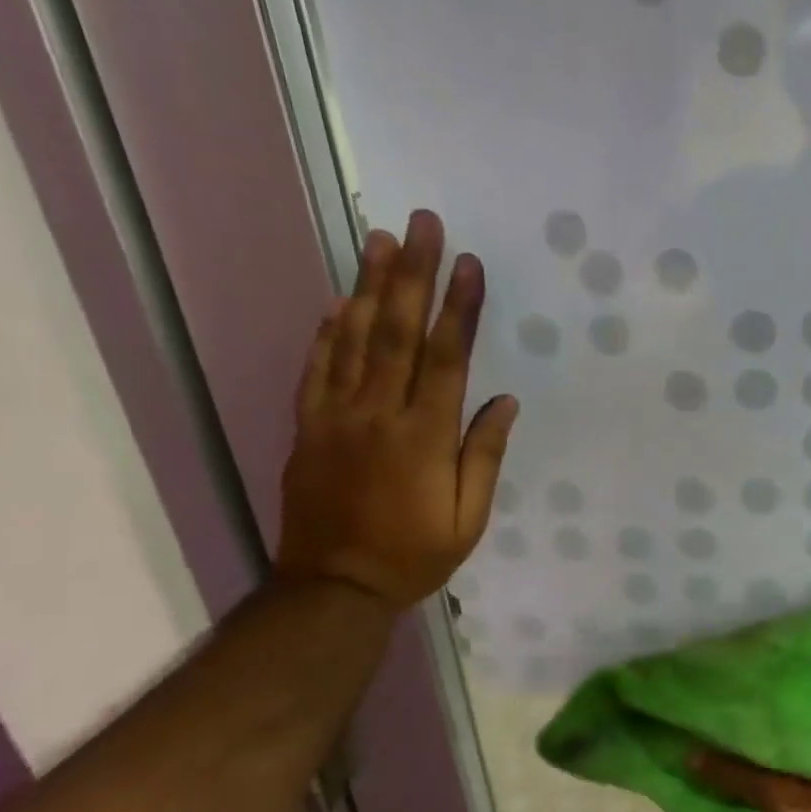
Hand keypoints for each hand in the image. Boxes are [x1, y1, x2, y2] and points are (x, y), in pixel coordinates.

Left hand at [276, 210, 517, 610]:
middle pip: (396, 332)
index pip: (445, 358)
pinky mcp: (306, 427)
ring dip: (367, 286)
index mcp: (424, 437)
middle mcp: (378, 414)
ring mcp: (335, 417)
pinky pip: (315, 369)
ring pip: (352, 339)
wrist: (334, 588)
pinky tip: (336, 301)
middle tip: (420, 223)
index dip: (458, 308)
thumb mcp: (468, 519)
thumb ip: (484, 456)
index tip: (467, 262)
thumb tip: (504, 402)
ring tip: (378, 239)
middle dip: (411, 274)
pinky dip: (326, 332)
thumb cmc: (414, 556)